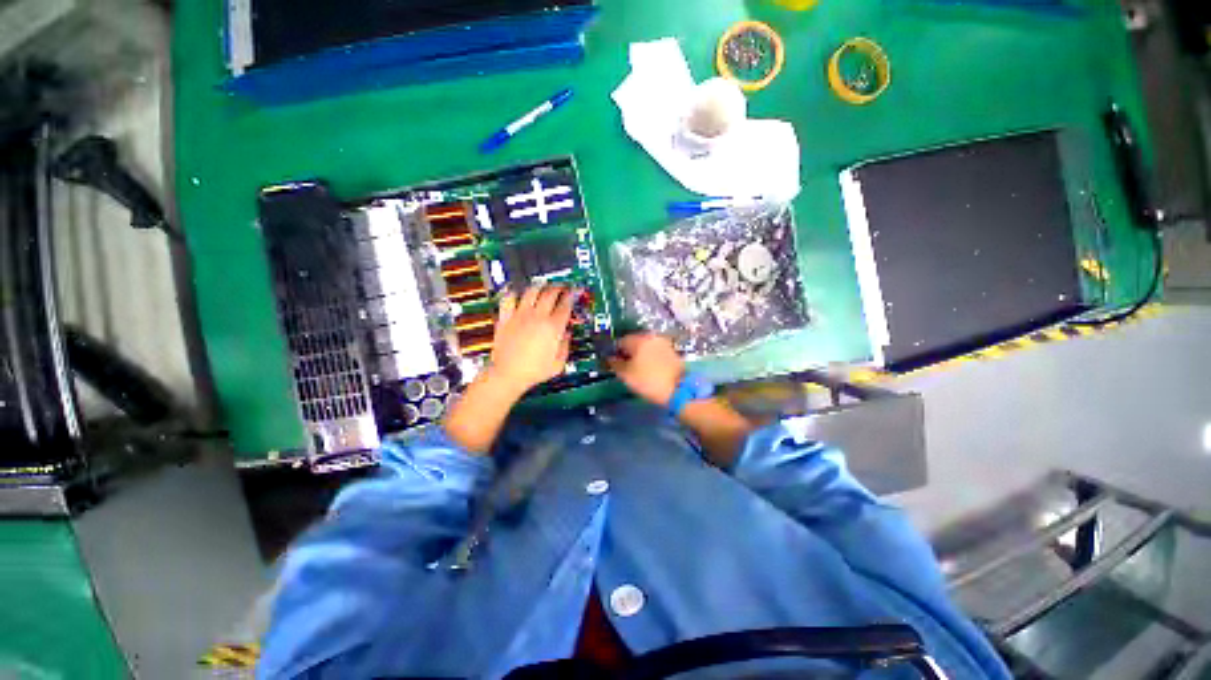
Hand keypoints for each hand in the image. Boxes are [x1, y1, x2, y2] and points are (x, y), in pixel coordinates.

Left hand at [487, 285, 574, 395]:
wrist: (508, 374)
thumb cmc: (533, 371)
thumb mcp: (559, 363)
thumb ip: (566, 346)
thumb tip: (568, 334)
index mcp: (553, 328)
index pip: (566, 304)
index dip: (572, 295)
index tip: (574, 292)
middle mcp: (537, 317)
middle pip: (551, 293)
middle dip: (559, 287)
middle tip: (562, 287)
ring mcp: (520, 316)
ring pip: (531, 291)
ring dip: (540, 286)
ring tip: (544, 286)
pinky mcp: (506, 318)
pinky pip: (509, 298)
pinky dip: (514, 293)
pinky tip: (517, 293)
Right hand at [607, 333, 684, 406]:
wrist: (680, 390)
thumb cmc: (649, 381)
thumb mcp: (626, 375)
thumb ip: (615, 364)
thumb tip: (609, 358)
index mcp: (638, 339)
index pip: (620, 341)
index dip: (613, 352)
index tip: (611, 363)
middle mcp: (651, 337)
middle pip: (633, 342)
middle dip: (627, 352)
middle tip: (623, 367)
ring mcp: (663, 343)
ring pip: (645, 347)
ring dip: (639, 355)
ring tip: (636, 369)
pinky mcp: (671, 351)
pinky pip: (654, 352)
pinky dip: (649, 358)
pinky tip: (648, 369)